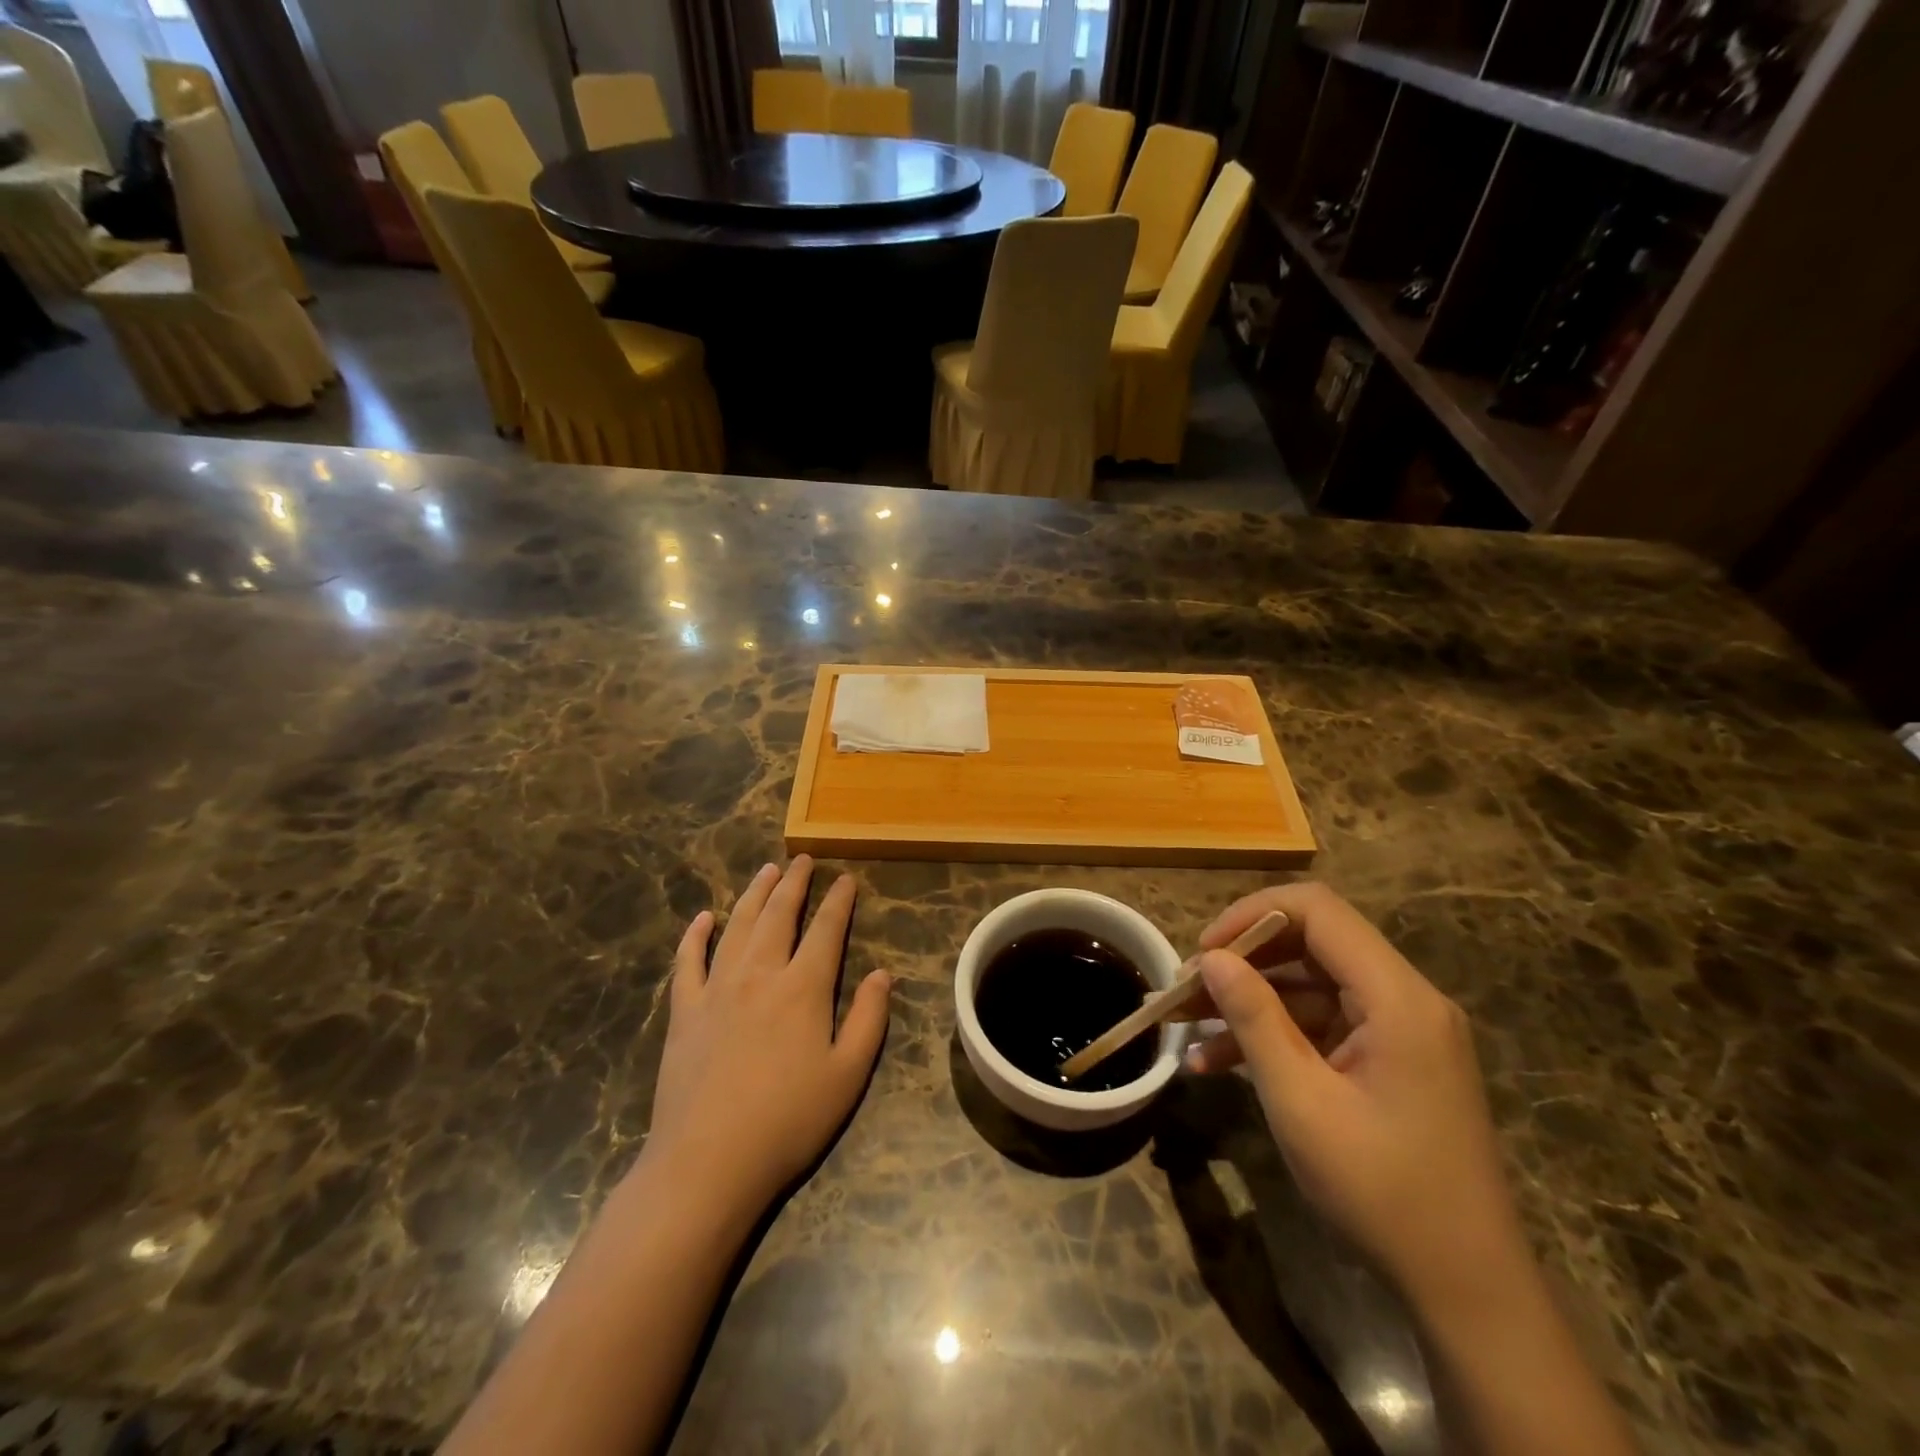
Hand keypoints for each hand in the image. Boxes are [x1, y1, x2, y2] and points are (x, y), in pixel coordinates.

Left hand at [643, 857, 891, 1222]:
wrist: (708, 1162)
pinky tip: (703, 918)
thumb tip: (883, 973)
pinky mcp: (684, 1012)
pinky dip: (695, 935)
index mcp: (803, 988)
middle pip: (779, 915)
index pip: (826, 930)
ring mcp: (716, 990)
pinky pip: (688, 961)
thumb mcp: (847, 1075)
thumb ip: (868, 1019)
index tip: (846, 879)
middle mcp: (760, 975)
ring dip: (753, 894)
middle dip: (794, 883)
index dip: (838, 901)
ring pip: (737, 926)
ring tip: (765, 871)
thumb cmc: (788, 1121)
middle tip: (803, 860)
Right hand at [1187, 883, 1522, 1306]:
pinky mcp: (1390, 1061)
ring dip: (1249, 1002)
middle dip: (1243, 961)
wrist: (1466, 1291)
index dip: (1252, 915)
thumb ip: (1255, 1018)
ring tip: (1187, 1027)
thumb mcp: (1301, 1101)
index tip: (1204, 951)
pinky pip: (1322, 1025)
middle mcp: (1404, 999)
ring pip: (1310, 986)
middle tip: (1187, 990)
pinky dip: (1274, 1035)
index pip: (1318, 910)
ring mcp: (1399, 1031)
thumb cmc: (1383, 1192)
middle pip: (1311, 944)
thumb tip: (1211, 958)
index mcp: (1397, 998)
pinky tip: (1219, 1063)